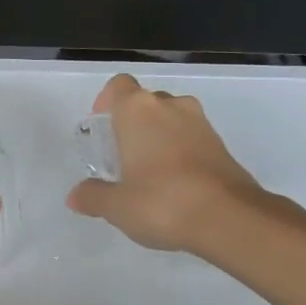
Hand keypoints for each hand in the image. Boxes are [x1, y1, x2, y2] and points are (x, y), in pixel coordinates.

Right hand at [67, 73, 263, 251]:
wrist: (229, 218)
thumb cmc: (162, 202)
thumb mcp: (117, 206)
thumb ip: (93, 196)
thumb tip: (75, 196)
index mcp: (137, 110)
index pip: (118, 86)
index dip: (106, 101)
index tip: (101, 126)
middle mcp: (170, 106)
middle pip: (145, 101)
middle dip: (132, 122)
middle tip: (121, 155)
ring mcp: (200, 123)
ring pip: (171, 117)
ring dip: (159, 135)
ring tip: (149, 170)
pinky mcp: (221, 144)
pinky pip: (192, 137)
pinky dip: (181, 150)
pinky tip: (176, 183)